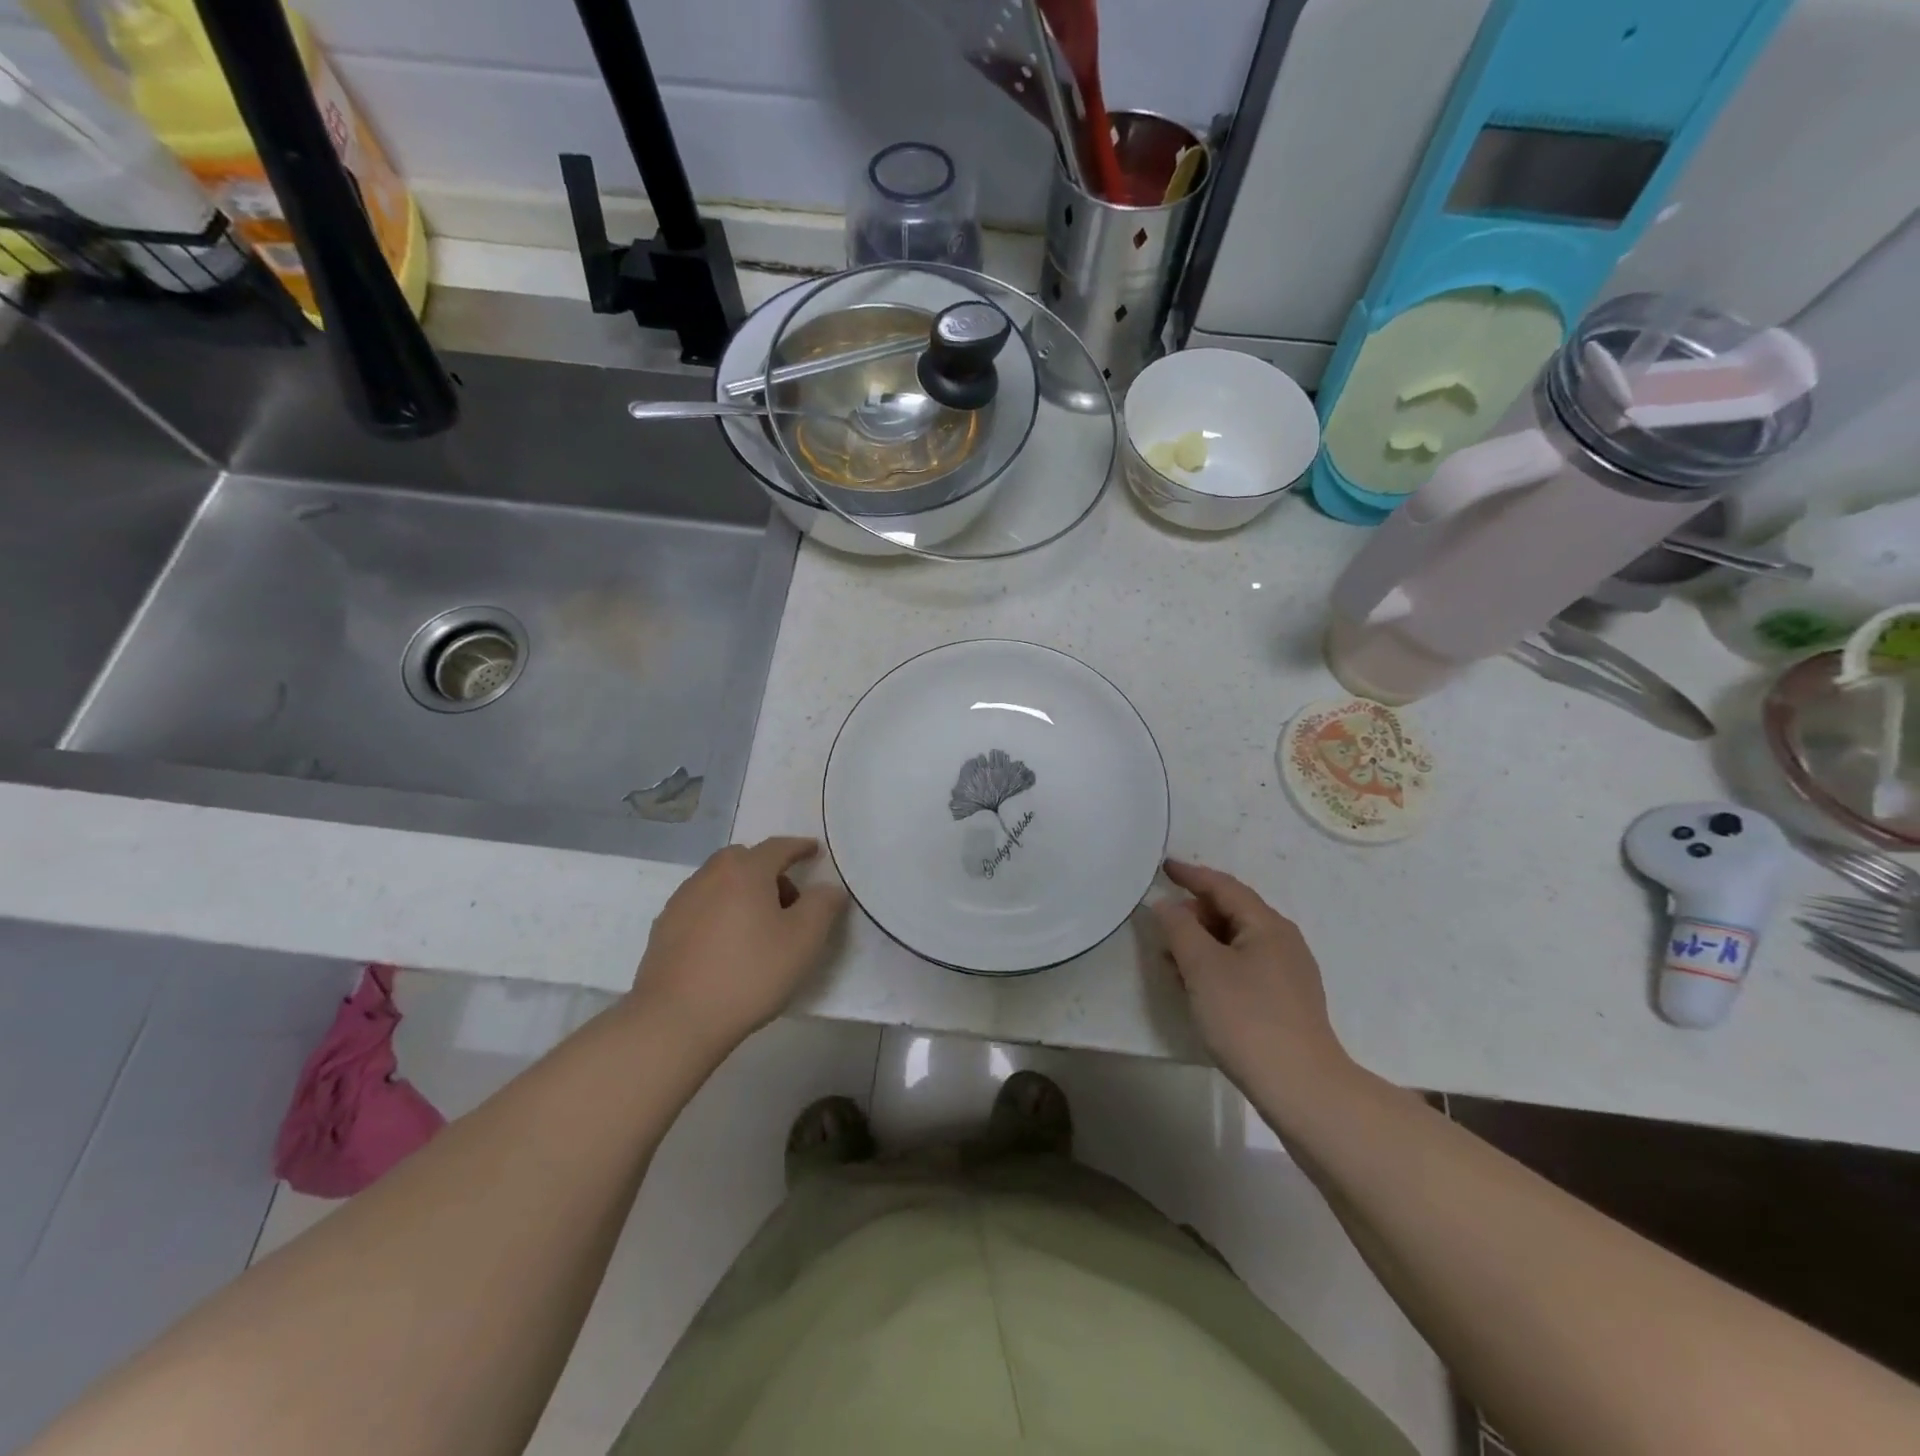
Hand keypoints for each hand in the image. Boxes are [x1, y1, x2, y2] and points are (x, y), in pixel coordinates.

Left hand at [630, 837, 847, 1056]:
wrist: (675, 1019)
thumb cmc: (749, 973)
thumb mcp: (804, 940)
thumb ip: (823, 905)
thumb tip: (828, 888)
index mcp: (746, 870)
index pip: (779, 847)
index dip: (800, 847)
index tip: (814, 851)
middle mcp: (710, 875)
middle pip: (745, 860)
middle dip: (770, 871)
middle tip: (789, 901)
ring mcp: (682, 900)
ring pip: (720, 882)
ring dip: (743, 891)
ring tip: (758, 927)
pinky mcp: (663, 928)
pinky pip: (701, 905)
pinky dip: (720, 911)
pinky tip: (727, 944)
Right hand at [1154, 859, 1356, 1109]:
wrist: (1301, 1087)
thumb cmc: (1247, 1017)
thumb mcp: (1202, 968)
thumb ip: (1179, 928)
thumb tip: (1166, 904)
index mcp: (1267, 925)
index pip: (1223, 886)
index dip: (1191, 875)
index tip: (1163, 867)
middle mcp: (1283, 941)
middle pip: (1232, 912)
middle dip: (1194, 914)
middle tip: (1161, 926)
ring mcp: (1288, 972)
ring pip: (1236, 942)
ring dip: (1202, 943)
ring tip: (1171, 959)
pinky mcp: (1286, 1001)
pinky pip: (1244, 966)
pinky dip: (1216, 965)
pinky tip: (1197, 986)